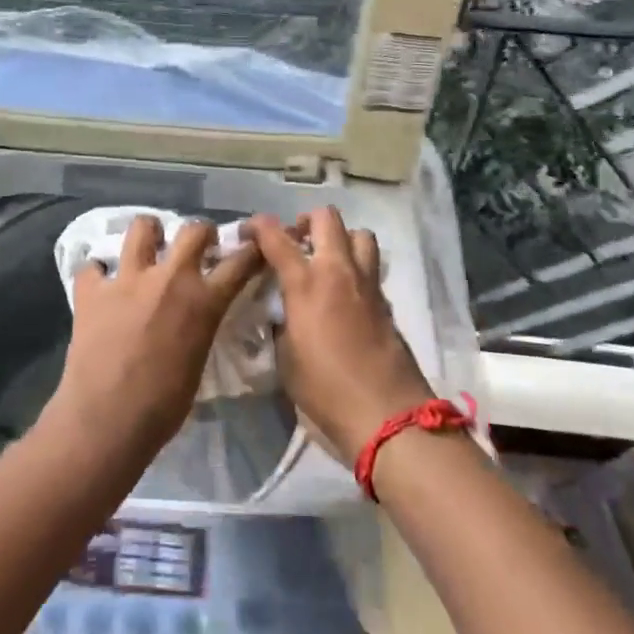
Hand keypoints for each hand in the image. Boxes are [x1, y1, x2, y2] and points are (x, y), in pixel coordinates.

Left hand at [50, 216, 263, 453]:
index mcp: (203, 301)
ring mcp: (127, 279)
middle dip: (201, 232)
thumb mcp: (198, 362)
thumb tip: (195, 319)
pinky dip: (97, 274)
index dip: (250, 251)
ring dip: (149, 234)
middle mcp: (168, 279)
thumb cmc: (163, 407)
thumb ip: (200, 327)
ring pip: (141, 227)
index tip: (253, 245)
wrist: (107, 420)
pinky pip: (92, 267)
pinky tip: (99, 286)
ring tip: (148, 247)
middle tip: (198, 244)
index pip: (239, 262)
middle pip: (194, 230)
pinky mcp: (91, 290)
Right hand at [246, 209, 433, 460]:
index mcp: (306, 284)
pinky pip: (370, 267)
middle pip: (326, 218)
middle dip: (305, 222)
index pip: (276, 236)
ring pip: (359, 234)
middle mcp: (338, 272)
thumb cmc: (325, 390)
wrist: (386, 415)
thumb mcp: (285, 358)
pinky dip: (355, 268)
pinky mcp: (386, 302)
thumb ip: (281, 324)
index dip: (257, 226)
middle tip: (294, 243)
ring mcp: (367, 284)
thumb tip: (282, 313)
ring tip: (325, 261)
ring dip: (339, 239)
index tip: (247, 233)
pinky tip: (344, 294)